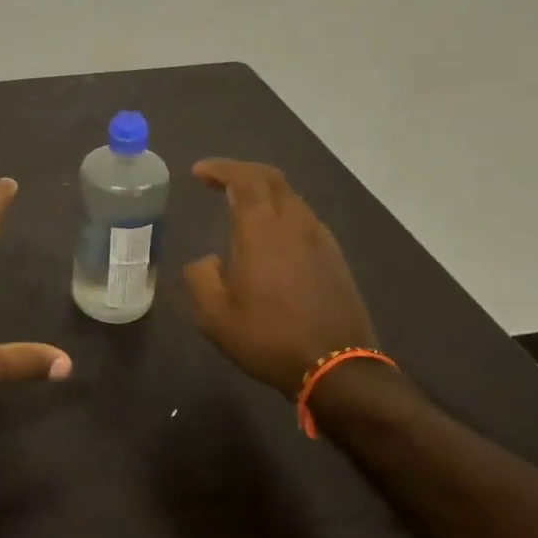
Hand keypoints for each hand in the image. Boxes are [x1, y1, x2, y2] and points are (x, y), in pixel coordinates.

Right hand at [183, 159, 377, 394]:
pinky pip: (304, 220)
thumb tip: (208, 260)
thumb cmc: (268, 338)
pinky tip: (270, 237)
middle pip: (271, 179)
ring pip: (291, 198)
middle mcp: (295, 224)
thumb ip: (200, 277)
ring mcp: (320, 240)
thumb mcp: (214, 315)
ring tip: (240, 207)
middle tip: (217, 181)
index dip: (220, 168)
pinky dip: (281, 213)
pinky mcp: (335, 258)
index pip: (244, 179)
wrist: (337, 368)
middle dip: (242, 172)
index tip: (199, 172)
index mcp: (262, 230)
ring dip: (264, 193)